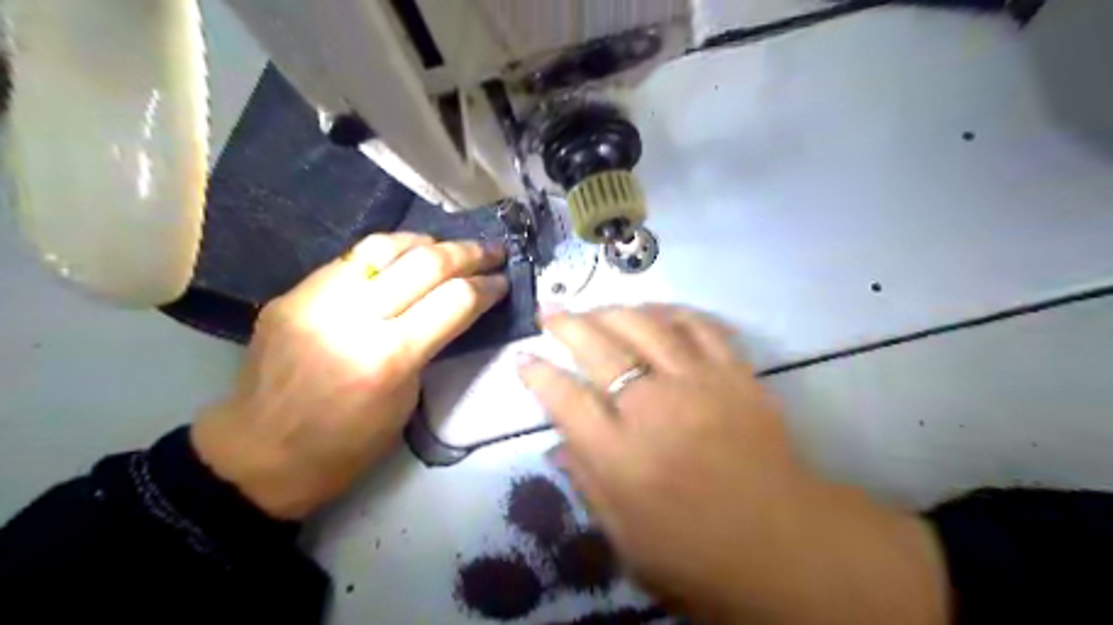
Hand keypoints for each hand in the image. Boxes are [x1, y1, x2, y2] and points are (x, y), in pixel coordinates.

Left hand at [193, 231, 506, 517]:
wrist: (257, 456)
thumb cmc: (346, 446)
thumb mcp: (406, 401)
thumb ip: (429, 346)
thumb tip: (453, 308)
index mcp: (388, 357)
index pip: (454, 300)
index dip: (487, 286)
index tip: (504, 281)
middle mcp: (352, 317)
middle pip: (426, 263)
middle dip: (469, 253)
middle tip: (493, 251)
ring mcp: (316, 298)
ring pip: (385, 245)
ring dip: (428, 241)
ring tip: (450, 246)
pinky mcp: (292, 293)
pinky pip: (352, 259)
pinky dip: (388, 253)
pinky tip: (403, 259)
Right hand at [517, 305, 942, 624]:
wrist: (785, 544)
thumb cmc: (697, 552)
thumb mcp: (625, 536)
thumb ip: (586, 482)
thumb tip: (557, 441)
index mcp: (619, 456)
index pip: (563, 398)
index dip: (537, 374)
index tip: (523, 358)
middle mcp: (652, 408)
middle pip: (599, 348)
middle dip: (567, 324)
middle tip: (551, 312)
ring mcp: (697, 384)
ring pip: (645, 326)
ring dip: (613, 310)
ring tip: (595, 308)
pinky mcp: (735, 374)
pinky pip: (700, 326)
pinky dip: (673, 312)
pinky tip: (656, 311)